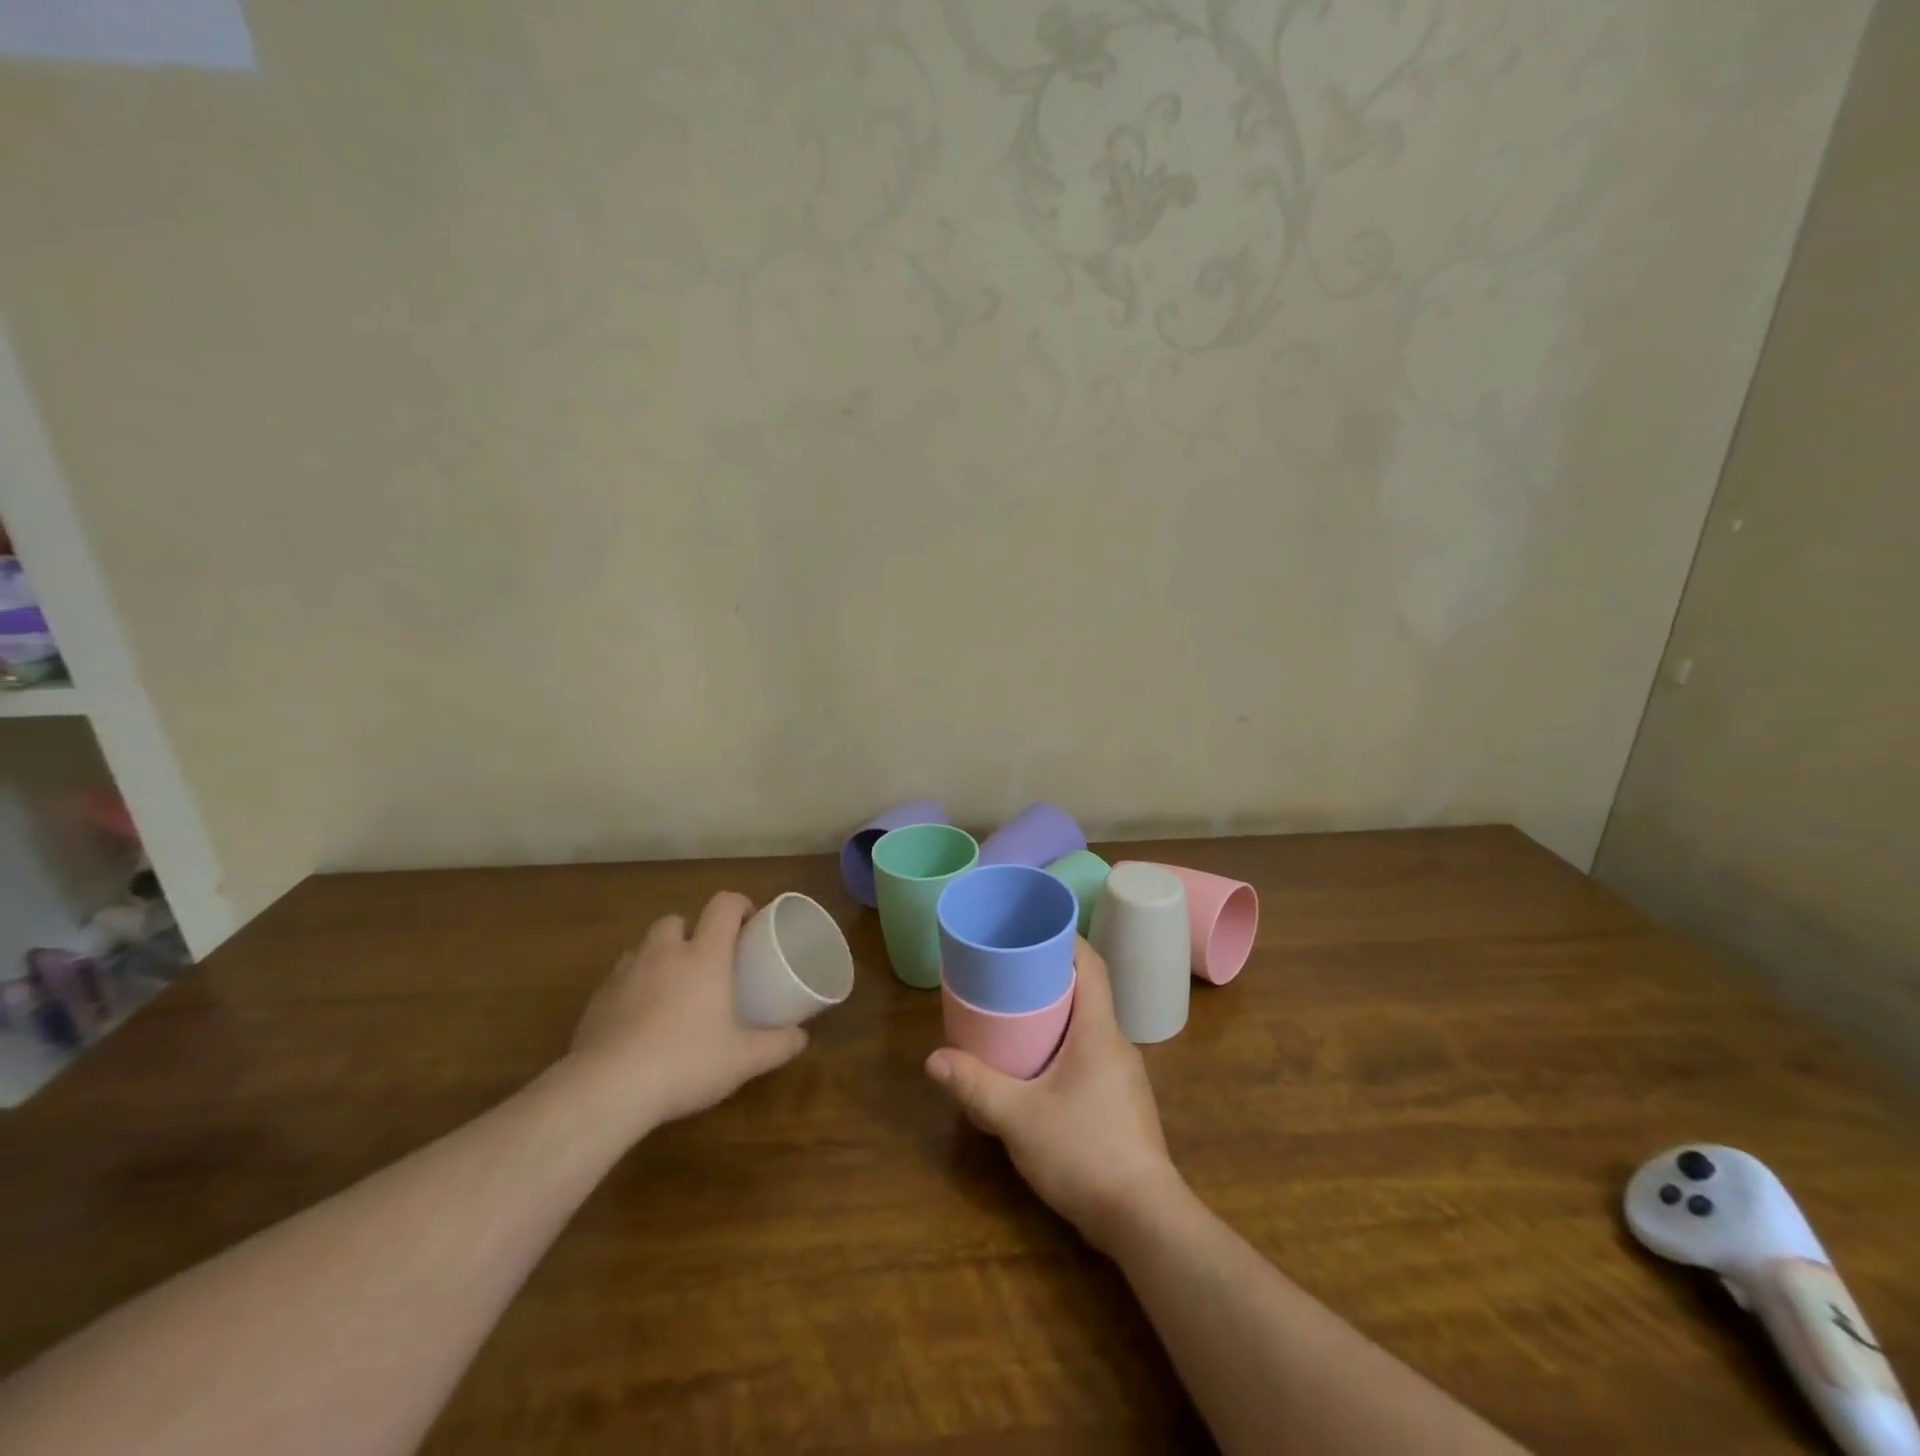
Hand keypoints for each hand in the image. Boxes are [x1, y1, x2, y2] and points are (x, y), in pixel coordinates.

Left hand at [568, 892, 807, 1131]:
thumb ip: (777, 1045)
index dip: (739, 905)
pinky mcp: (597, 999)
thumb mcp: (743, 1059)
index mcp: (704, 956)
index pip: (723, 906)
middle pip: (677, 920)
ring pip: (644, 947)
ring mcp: (625, 974)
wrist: (607, 1089)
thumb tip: (802, 1037)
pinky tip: (639, 1019)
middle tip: (707, 961)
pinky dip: (632, 986)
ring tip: (672, 988)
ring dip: (660, 957)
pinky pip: (619, 978)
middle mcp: (664, 953)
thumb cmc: (686, 1062)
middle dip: (692, 932)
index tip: (749, 923)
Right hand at [924, 939, 1185, 1249]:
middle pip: (1088, 991)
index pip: (1091, 965)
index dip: (1066, 940)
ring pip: (1090, 1025)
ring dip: (1058, 1011)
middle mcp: (1116, 1043)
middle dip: (1051, 975)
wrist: (1144, 1220)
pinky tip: (1039, 1066)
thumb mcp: (1019, 1119)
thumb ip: (976, 1087)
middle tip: (1009, 971)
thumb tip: (934, 1059)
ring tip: (1017, 1013)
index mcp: (1099, 1031)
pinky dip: (1065, 1043)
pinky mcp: (1121, 1101)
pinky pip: (1092, 1053)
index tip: (1034, 929)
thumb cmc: (1084, 1153)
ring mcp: (1124, 1074)